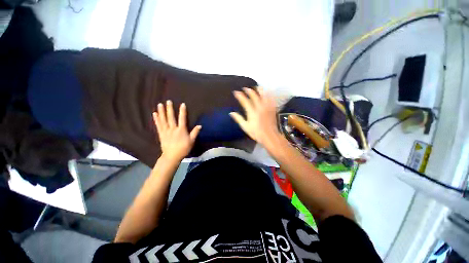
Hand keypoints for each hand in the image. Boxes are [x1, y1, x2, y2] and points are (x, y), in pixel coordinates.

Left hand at [153, 101, 200, 161]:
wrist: (172, 156)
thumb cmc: (183, 148)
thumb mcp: (191, 141)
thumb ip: (195, 132)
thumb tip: (200, 125)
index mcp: (181, 130)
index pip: (182, 119)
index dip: (182, 111)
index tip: (182, 104)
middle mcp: (173, 129)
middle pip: (171, 117)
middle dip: (169, 109)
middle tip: (168, 101)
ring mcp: (166, 131)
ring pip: (163, 120)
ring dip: (161, 112)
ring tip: (160, 105)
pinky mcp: (161, 134)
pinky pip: (158, 125)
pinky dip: (156, 119)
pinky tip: (155, 114)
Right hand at [229, 87, 280, 146]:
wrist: (269, 136)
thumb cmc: (256, 132)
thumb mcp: (245, 127)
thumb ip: (238, 119)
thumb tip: (231, 113)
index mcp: (252, 112)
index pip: (245, 101)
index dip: (240, 95)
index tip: (236, 92)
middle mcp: (259, 107)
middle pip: (254, 95)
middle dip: (249, 90)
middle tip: (245, 88)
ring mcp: (267, 107)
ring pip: (264, 95)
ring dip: (259, 90)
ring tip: (256, 87)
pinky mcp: (272, 109)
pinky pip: (271, 99)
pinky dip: (268, 94)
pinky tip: (267, 92)